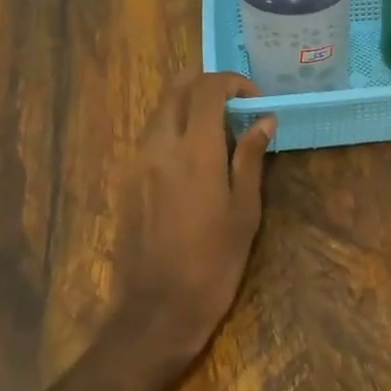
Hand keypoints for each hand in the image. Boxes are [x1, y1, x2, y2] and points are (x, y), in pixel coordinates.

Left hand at [111, 71, 275, 367]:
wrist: (158, 308)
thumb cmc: (214, 261)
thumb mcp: (244, 210)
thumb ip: (251, 157)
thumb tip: (264, 120)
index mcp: (195, 149)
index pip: (208, 88)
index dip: (233, 83)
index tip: (254, 102)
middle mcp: (160, 145)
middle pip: (177, 88)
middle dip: (207, 85)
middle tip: (235, 106)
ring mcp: (138, 161)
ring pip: (161, 110)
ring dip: (189, 105)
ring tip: (218, 131)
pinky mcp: (127, 179)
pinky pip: (151, 136)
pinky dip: (173, 128)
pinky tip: (194, 158)